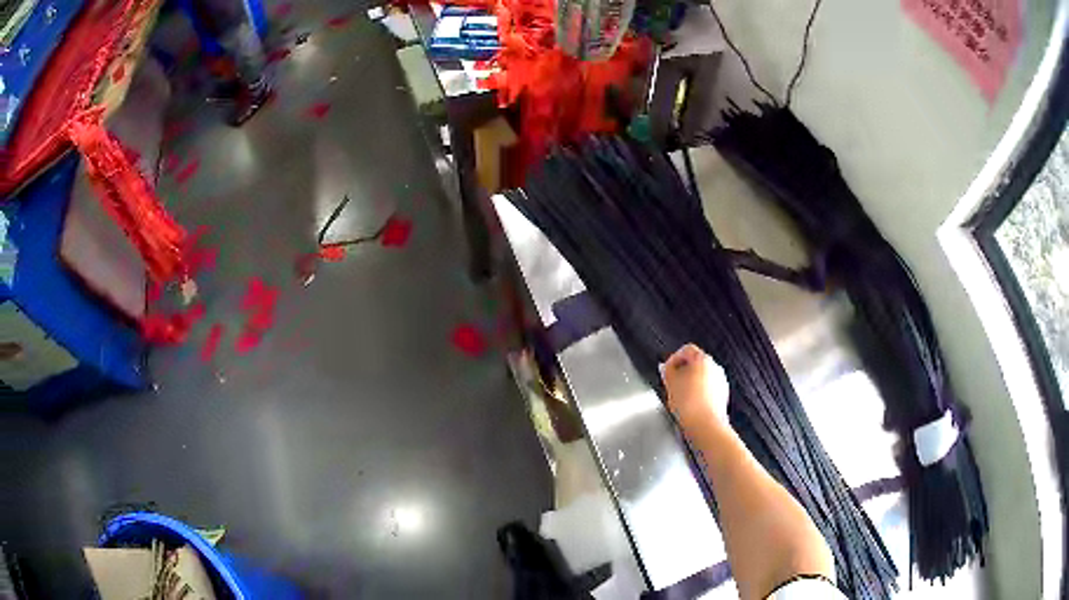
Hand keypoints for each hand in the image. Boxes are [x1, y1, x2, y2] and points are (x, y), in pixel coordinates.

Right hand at [662, 344, 729, 426]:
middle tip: (671, 382)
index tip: (667, 369)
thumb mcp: (671, 384)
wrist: (705, 425)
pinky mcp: (722, 396)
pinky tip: (689, 405)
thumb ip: (667, 371)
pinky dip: (698, 394)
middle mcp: (715, 368)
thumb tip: (666, 367)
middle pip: (696, 363)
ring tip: (679, 396)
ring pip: (702, 377)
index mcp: (703, 360)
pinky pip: (708, 390)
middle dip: (682, 372)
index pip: (686, 350)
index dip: (674, 359)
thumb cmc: (690, 404)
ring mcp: (720, 382)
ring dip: (690, 383)